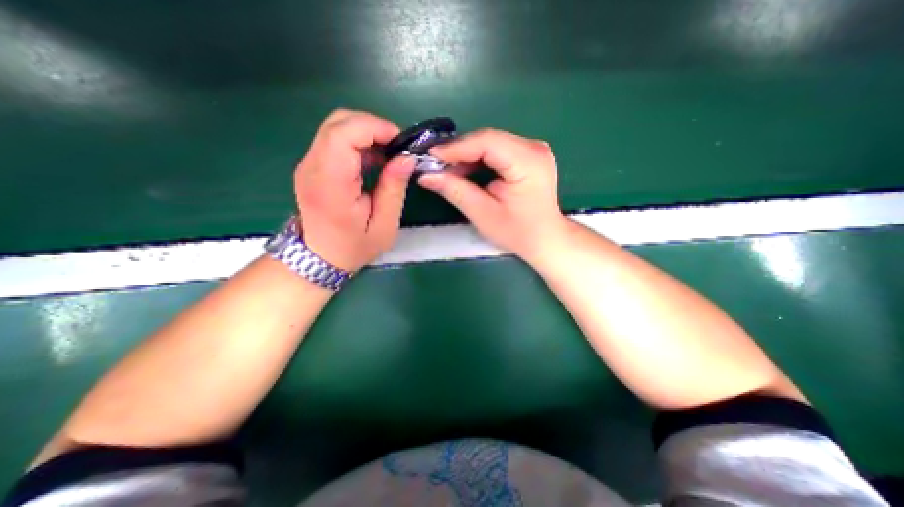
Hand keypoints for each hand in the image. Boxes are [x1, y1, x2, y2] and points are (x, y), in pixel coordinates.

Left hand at [295, 110, 418, 270]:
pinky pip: (334, 140)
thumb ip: (394, 189)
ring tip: (388, 156)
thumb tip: (406, 158)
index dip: (374, 127)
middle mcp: (312, 167)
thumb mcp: (384, 225)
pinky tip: (374, 161)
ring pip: (336, 127)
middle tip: (397, 148)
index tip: (400, 142)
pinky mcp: (312, 165)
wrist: (319, 257)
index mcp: (330, 184)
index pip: (343, 133)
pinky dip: (358, 143)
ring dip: (367, 134)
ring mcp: (308, 164)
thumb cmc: (354, 246)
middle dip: (373, 127)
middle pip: (338, 121)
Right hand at [417, 128, 563, 263]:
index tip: (430, 156)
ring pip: (490, 143)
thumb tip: (427, 176)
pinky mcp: (528, 155)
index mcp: (528, 161)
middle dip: (458, 152)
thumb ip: (456, 191)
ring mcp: (533, 149)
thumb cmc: (518, 232)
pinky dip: (477, 159)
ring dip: (466, 156)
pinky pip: (496, 150)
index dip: (456, 147)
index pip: (487, 142)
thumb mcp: (484, 215)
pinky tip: (464, 171)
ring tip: (446, 171)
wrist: (545, 238)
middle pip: (488, 139)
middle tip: (435, 165)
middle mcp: (533, 147)